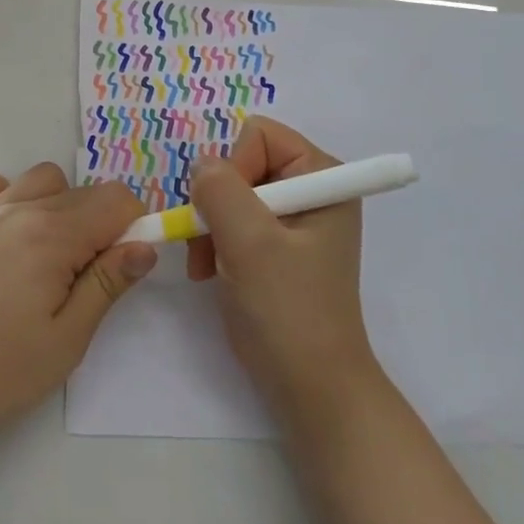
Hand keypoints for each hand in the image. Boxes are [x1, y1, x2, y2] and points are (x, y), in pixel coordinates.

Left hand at [0, 163, 157, 452]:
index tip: (124, 266)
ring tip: (50, 255)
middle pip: (83, 191)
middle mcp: (19, 208)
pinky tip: (7, 230)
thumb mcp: (68, 338)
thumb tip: (145, 246)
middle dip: (101, 224)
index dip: (133, 227)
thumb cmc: (0, 370)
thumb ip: (108, 284)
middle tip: (86, 280)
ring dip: (60, 205)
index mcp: (52, 235)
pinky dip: (6, 192)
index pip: (115, 200)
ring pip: (42, 179)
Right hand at [186, 117, 379, 418]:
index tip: (228, 214)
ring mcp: (293, 218)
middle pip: (242, 162)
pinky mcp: (277, 245)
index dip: (234, 168)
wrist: (311, 388)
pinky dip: (215, 241)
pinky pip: (232, 219)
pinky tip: (211, 271)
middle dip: (217, 201)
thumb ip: (220, 190)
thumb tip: (201, 165)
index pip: (259, 135)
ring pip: (230, 191)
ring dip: (210, 224)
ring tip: (206, 264)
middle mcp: (311, 188)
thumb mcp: (250, 243)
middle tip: (208, 243)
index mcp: (322, 176)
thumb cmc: (288, 311)